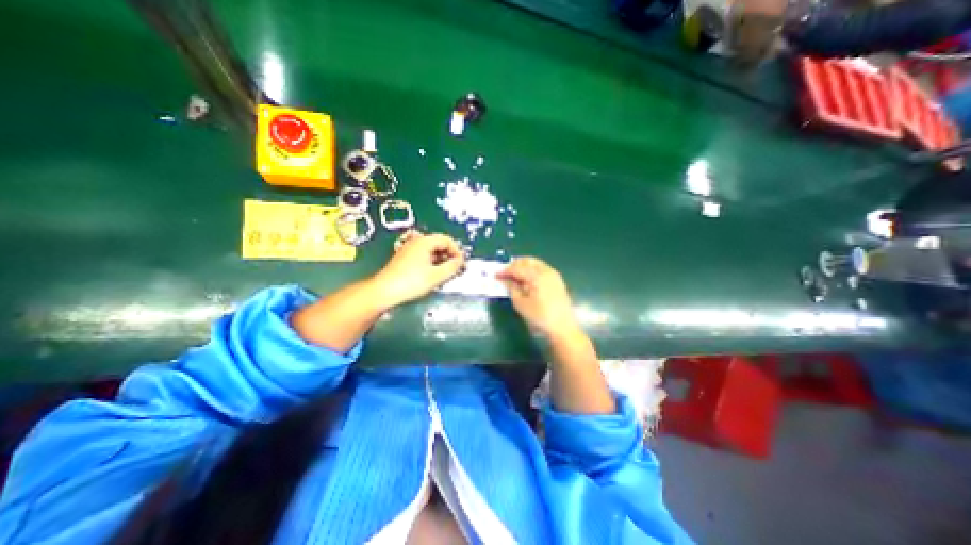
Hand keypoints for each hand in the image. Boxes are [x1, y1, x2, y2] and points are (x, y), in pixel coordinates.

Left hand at [370, 230, 464, 306]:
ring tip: (446, 275)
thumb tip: (461, 261)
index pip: (447, 240)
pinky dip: (432, 264)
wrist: (384, 291)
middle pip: (439, 244)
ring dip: (442, 261)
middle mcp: (417, 241)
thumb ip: (453, 267)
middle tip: (456, 270)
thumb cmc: (412, 282)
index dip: (457, 252)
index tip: (461, 265)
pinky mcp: (405, 258)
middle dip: (450, 257)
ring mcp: (409, 249)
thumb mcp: (437, 276)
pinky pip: (424, 257)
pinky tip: (434, 276)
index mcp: (425, 241)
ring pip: (432, 251)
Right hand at [496, 257, 578, 337]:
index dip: (505, 271)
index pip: (517, 268)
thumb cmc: (540, 316)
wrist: (563, 327)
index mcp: (537, 276)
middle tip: (504, 274)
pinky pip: (541, 268)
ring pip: (535, 263)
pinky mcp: (557, 280)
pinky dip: (531, 270)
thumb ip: (512, 288)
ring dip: (523, 266)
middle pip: (527, 261)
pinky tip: (526, 279)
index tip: (496, 275)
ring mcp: (553, 274)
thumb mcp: (521, 304)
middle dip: (514, 265)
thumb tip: (505, 280)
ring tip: (513, 276)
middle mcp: (546, 271)